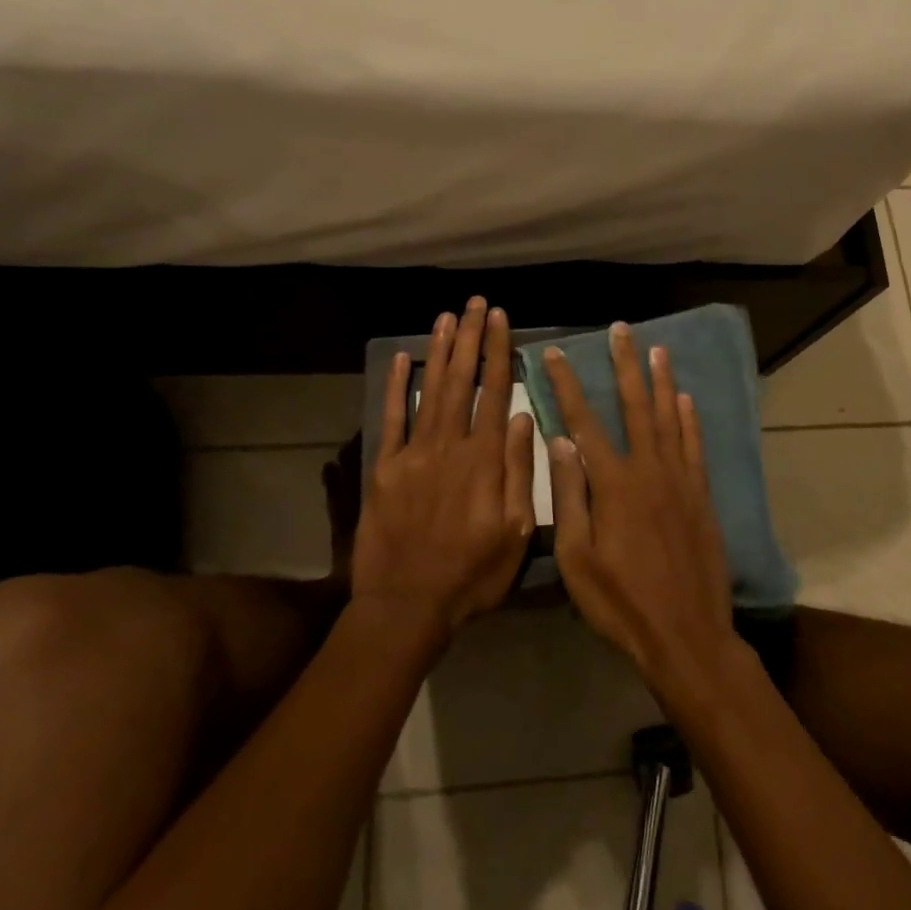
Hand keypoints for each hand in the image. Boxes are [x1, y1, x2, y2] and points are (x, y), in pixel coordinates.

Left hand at [357, 299, 535, 637]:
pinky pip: (391, 419)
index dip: (498, 352)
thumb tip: (526, 418)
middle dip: (469, 339)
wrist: (406, 605)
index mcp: (484, 459)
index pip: (495, 392)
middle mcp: (449, 445)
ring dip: (439, 351)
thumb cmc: (472, 574)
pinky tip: (401, 359)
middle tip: (475, 304)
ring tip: (447, 317)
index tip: (500, 319)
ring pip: (429, 390)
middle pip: (461, 381)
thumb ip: (520, 472)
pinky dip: (396, 387)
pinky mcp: (384, 468)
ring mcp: (413, 454)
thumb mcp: (516, 532)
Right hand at [543, 324, 738, 700]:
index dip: (567, 384)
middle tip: (621, 330)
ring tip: (657, 349)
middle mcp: (649, 470)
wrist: (687, 634)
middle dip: (625, 365)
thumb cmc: (621, 603)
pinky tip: (685, 399)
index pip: (583, 421)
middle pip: (635, 406)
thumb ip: (569, 496)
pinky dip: (690, 419)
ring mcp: (680, 480)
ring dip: (661, 381)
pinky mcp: (701, 496)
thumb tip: (561, 442)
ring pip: (669, 418)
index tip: (556, 354)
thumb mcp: (577, 559)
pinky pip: (694, 446)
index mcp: (613, 484)